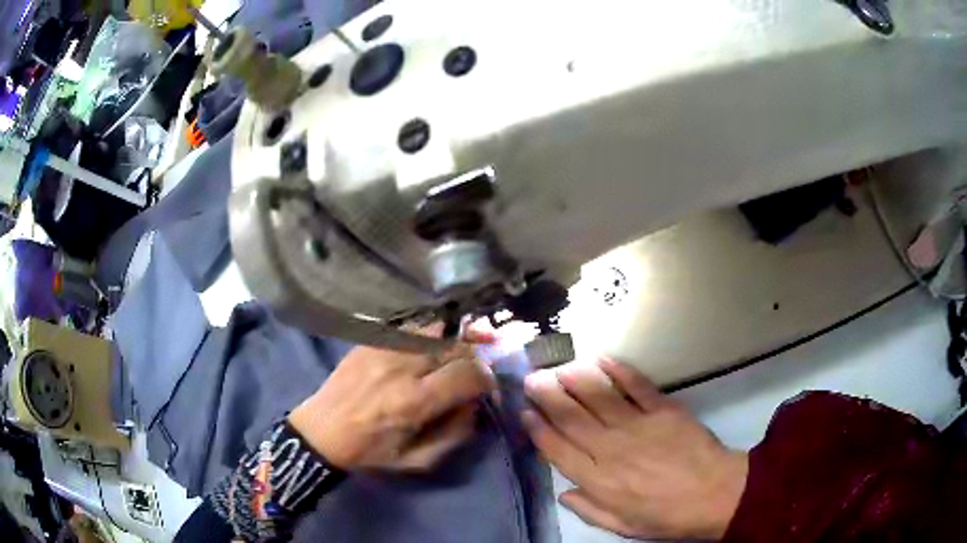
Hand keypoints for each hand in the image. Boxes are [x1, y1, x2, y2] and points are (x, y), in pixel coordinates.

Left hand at [288, 327, 494, 471]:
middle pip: (454, 345)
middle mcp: (401, 368)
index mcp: (413, 401)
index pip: (467, 374)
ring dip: (454, 337)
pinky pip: (410, 327)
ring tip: (461, 346)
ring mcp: (384, 348)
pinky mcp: (370, 341)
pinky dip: (429, 333)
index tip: (488, 387)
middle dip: (475, 355)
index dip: (487, 378)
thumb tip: (474, 406)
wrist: (320, 431)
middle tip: (477, 367)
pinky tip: (433, 342)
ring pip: (434, 328)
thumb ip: (454, 435)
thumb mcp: (416, 461)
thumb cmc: (369, 452)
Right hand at [523, 359, 747, 539]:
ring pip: (598, 397)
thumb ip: (589, 510)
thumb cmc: (667, 516)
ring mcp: (638, 426)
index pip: (558, 450)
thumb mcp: (623, 527)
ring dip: (575, 378)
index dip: (538, 430)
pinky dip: (618, 370)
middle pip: (571, 418)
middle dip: (548, 396)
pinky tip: (602, 359)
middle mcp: (611, 449)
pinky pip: (636, 385)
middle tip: (532, 379)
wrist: (715, 495)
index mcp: (599, 481)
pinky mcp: (663, 409)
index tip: (525, 413)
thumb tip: (563, 492)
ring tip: (559, 367)